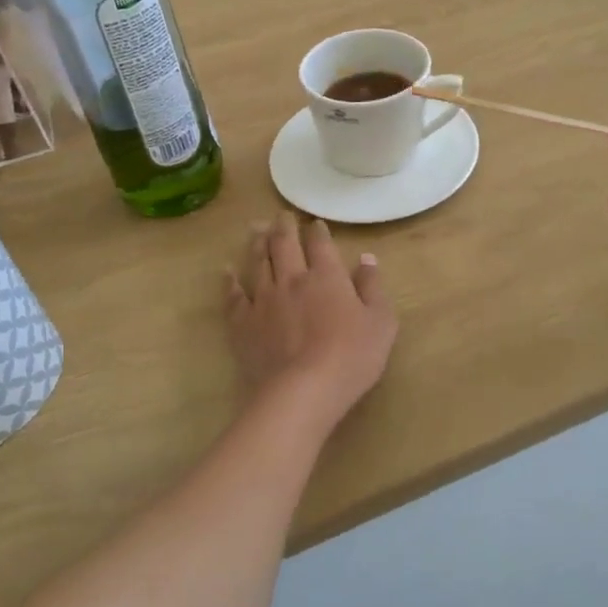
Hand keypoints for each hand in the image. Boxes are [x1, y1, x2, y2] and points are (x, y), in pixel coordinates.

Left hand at [225, 214, 396, 416]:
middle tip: (281, 215)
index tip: (314, 222)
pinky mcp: (243, 323)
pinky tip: (227, 271)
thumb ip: (373, 287)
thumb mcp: (380, 322)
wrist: (304, 390)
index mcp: (327, 276)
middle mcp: (292, 279)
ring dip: (257, 243)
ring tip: (256, 229)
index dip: (317, 231)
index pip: (320, 244)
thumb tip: (366, 259)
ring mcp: (264, 299)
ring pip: (258, 262)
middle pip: (284, 244)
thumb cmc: (352, 356)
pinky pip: (233, 295)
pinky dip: (230, 280)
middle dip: (283, 227)